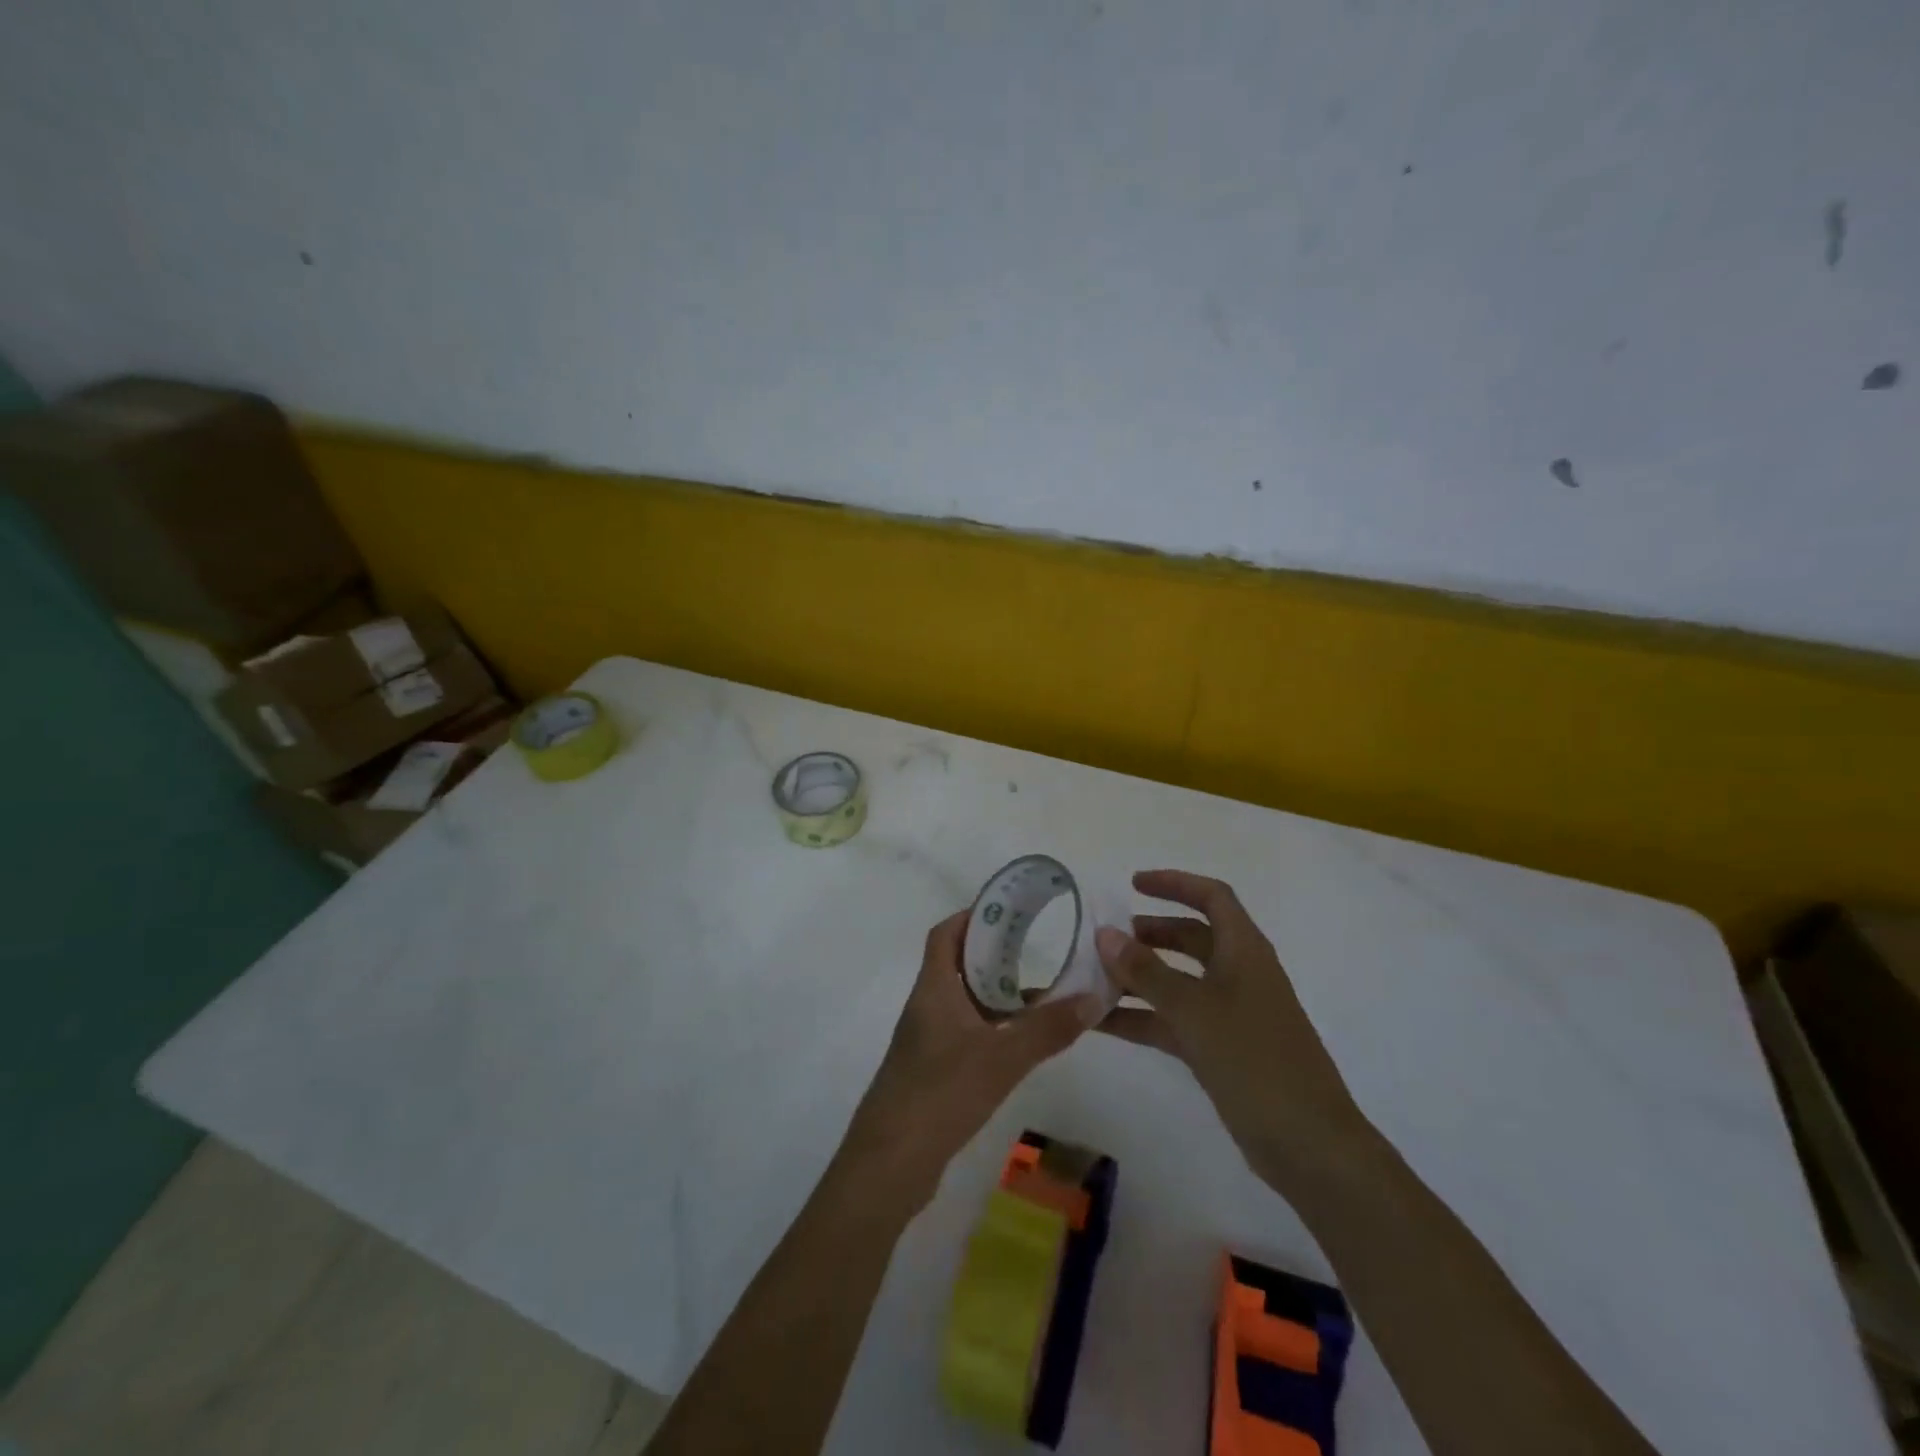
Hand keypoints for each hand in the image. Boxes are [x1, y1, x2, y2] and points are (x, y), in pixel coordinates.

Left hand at [839, 910, 1095, 1211]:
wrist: (889, 1164)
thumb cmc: (940, 1095)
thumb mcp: (1001, 1059)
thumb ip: (1047, 1029)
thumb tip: (1092, 998)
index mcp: (933, 989)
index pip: (945, 934)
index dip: (972, 916)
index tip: (1008, 910)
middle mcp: (926, 1007)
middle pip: (956, 965)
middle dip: (994, 954)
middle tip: (1035, 949)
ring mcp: (927, 1042)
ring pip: (964, 1002)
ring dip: (996, 994)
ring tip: (1040, 993)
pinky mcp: (933, 1072)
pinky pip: (966, 1033)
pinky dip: (992, 1028)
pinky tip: (1021, 1043)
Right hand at [1095, 870, 1366, 1192]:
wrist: (1309, 1145)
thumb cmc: (1255, 1060)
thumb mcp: (1194, 1010)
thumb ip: (1146, 971)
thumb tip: (1105, 934)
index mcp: (1244, 951)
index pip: (1212, 897)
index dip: (1175, 883)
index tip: (1132, 885)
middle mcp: (1239, 974)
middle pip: (1192, 937)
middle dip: (1150, 933)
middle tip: (1107, 939)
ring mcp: (1231, 1014)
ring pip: (1178, 981)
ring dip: (1139, 978)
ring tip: (1092, 980)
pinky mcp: (1221, 1050)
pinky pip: (1174, 1021)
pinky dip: (1142, 1018)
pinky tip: (1101, 1025)